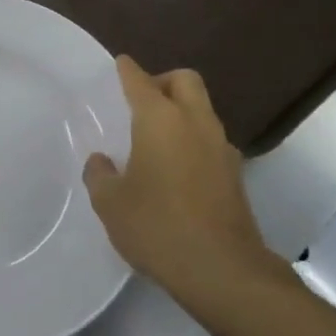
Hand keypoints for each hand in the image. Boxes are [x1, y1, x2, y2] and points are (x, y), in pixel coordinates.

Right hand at [83, 56, 288, 301]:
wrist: (223, 271)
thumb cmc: (158, 227)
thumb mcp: (111, 203)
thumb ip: (99, 175)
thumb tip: (101, 162)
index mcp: (160, 120)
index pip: (141, 81)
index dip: (127, 70)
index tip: (120, 64)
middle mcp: (195, 123)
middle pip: (185, 80)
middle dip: (163, 81)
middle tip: (141, 101)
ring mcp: (221, 148)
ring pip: (202, 110)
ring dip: (181, 112)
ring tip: (156, 139)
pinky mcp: (235, 175)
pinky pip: (211, 140)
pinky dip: (194, 141)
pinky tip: (176, 169)